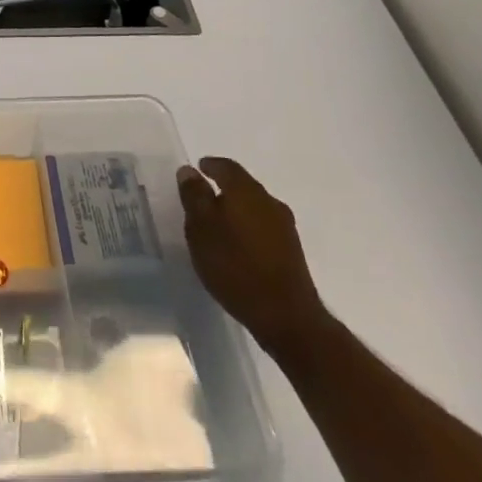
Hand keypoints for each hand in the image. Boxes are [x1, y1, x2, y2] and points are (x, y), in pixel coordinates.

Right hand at [177, 156, 327, 357]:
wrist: (286, 316)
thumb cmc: (235, 266)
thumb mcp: (201, 229)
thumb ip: (194, 196)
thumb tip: (189, 170)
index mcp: (246, 191)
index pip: (227, 167)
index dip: (211, 165)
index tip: (199, 168)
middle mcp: (269, 202)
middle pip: (243, 186)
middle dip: (224, 188)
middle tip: (203, 198)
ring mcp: (285, 227)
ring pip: (255, 208)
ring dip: (237, 210)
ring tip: (218, 225)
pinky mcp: (292, 251)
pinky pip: (264, 228)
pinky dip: (248, 229)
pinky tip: (238, 247)